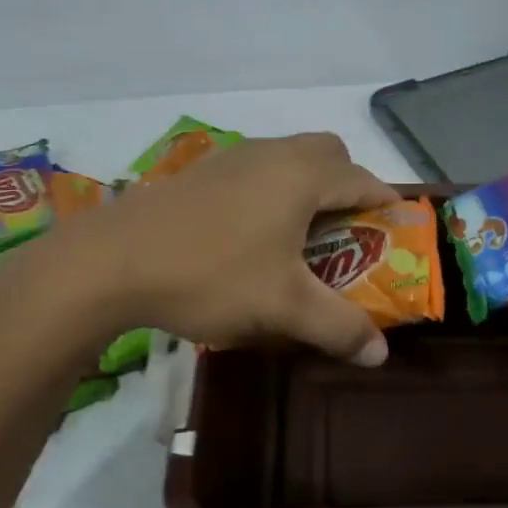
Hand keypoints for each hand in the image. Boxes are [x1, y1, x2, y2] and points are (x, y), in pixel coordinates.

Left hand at [70, 132, 400, 362]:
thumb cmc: (211, 274)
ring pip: (288, 158)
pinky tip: (250, 234)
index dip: (386, 205)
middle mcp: (272, 153)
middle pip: (329, 155)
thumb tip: (381, 354)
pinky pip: (255, 169)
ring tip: (300, 236)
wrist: (111, 260)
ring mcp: (232, 157)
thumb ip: (339, 327)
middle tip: (346, 232)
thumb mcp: (283, 307)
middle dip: (347, 186)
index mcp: (302, 175)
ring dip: (306, 187)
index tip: (395, 234)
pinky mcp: (200, 171)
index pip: (364, 179)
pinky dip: (271, 191)